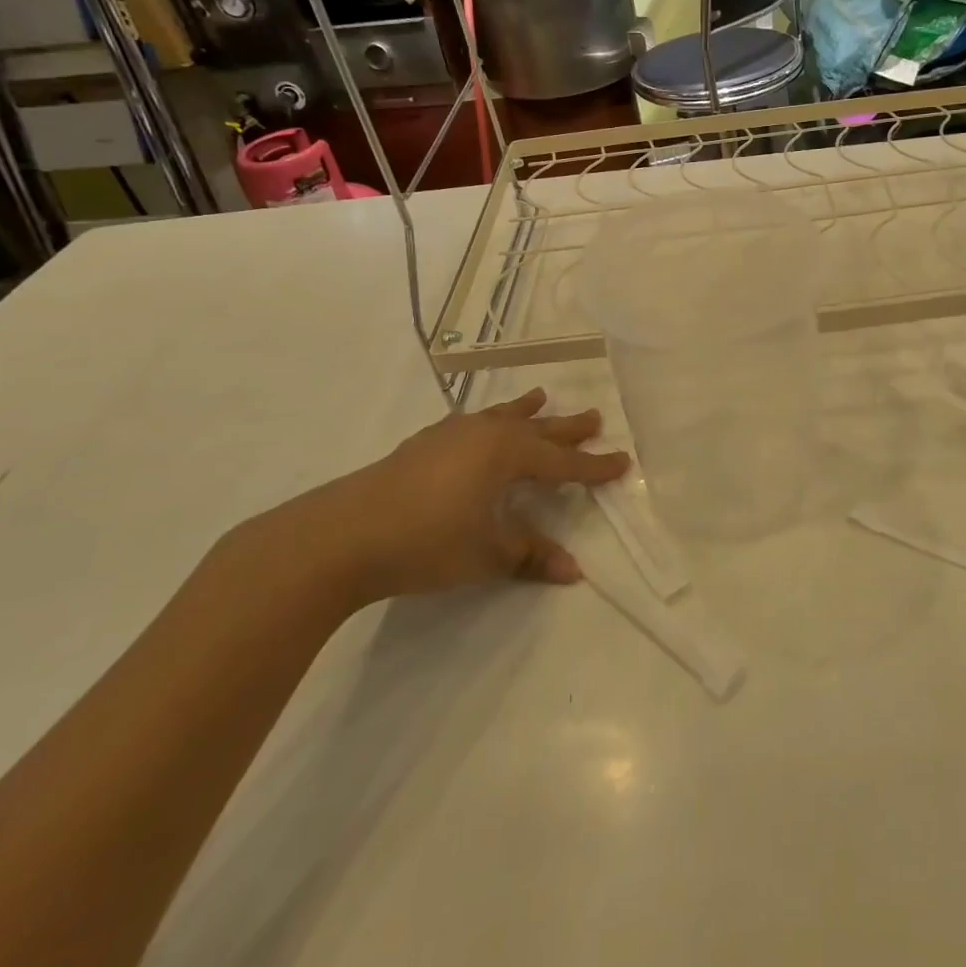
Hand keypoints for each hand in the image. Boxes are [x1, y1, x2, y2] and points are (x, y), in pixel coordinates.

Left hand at [282, 389, 628, 605]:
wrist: (343, 535)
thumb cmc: (427, 542)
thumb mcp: (487, 554)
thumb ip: (531, 555)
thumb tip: (573, 570)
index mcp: (507, 454)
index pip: (562, 463)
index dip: (593, 466)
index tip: (622, 461)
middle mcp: (485, 434)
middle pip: (537, 430)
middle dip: (567, 428)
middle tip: (594, 417)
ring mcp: (451, 435)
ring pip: (502, 417)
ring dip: (525, 411)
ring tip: (542, 396)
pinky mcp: (423, 444)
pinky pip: (472, 423)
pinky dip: (489, 421)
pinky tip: (479, 425)